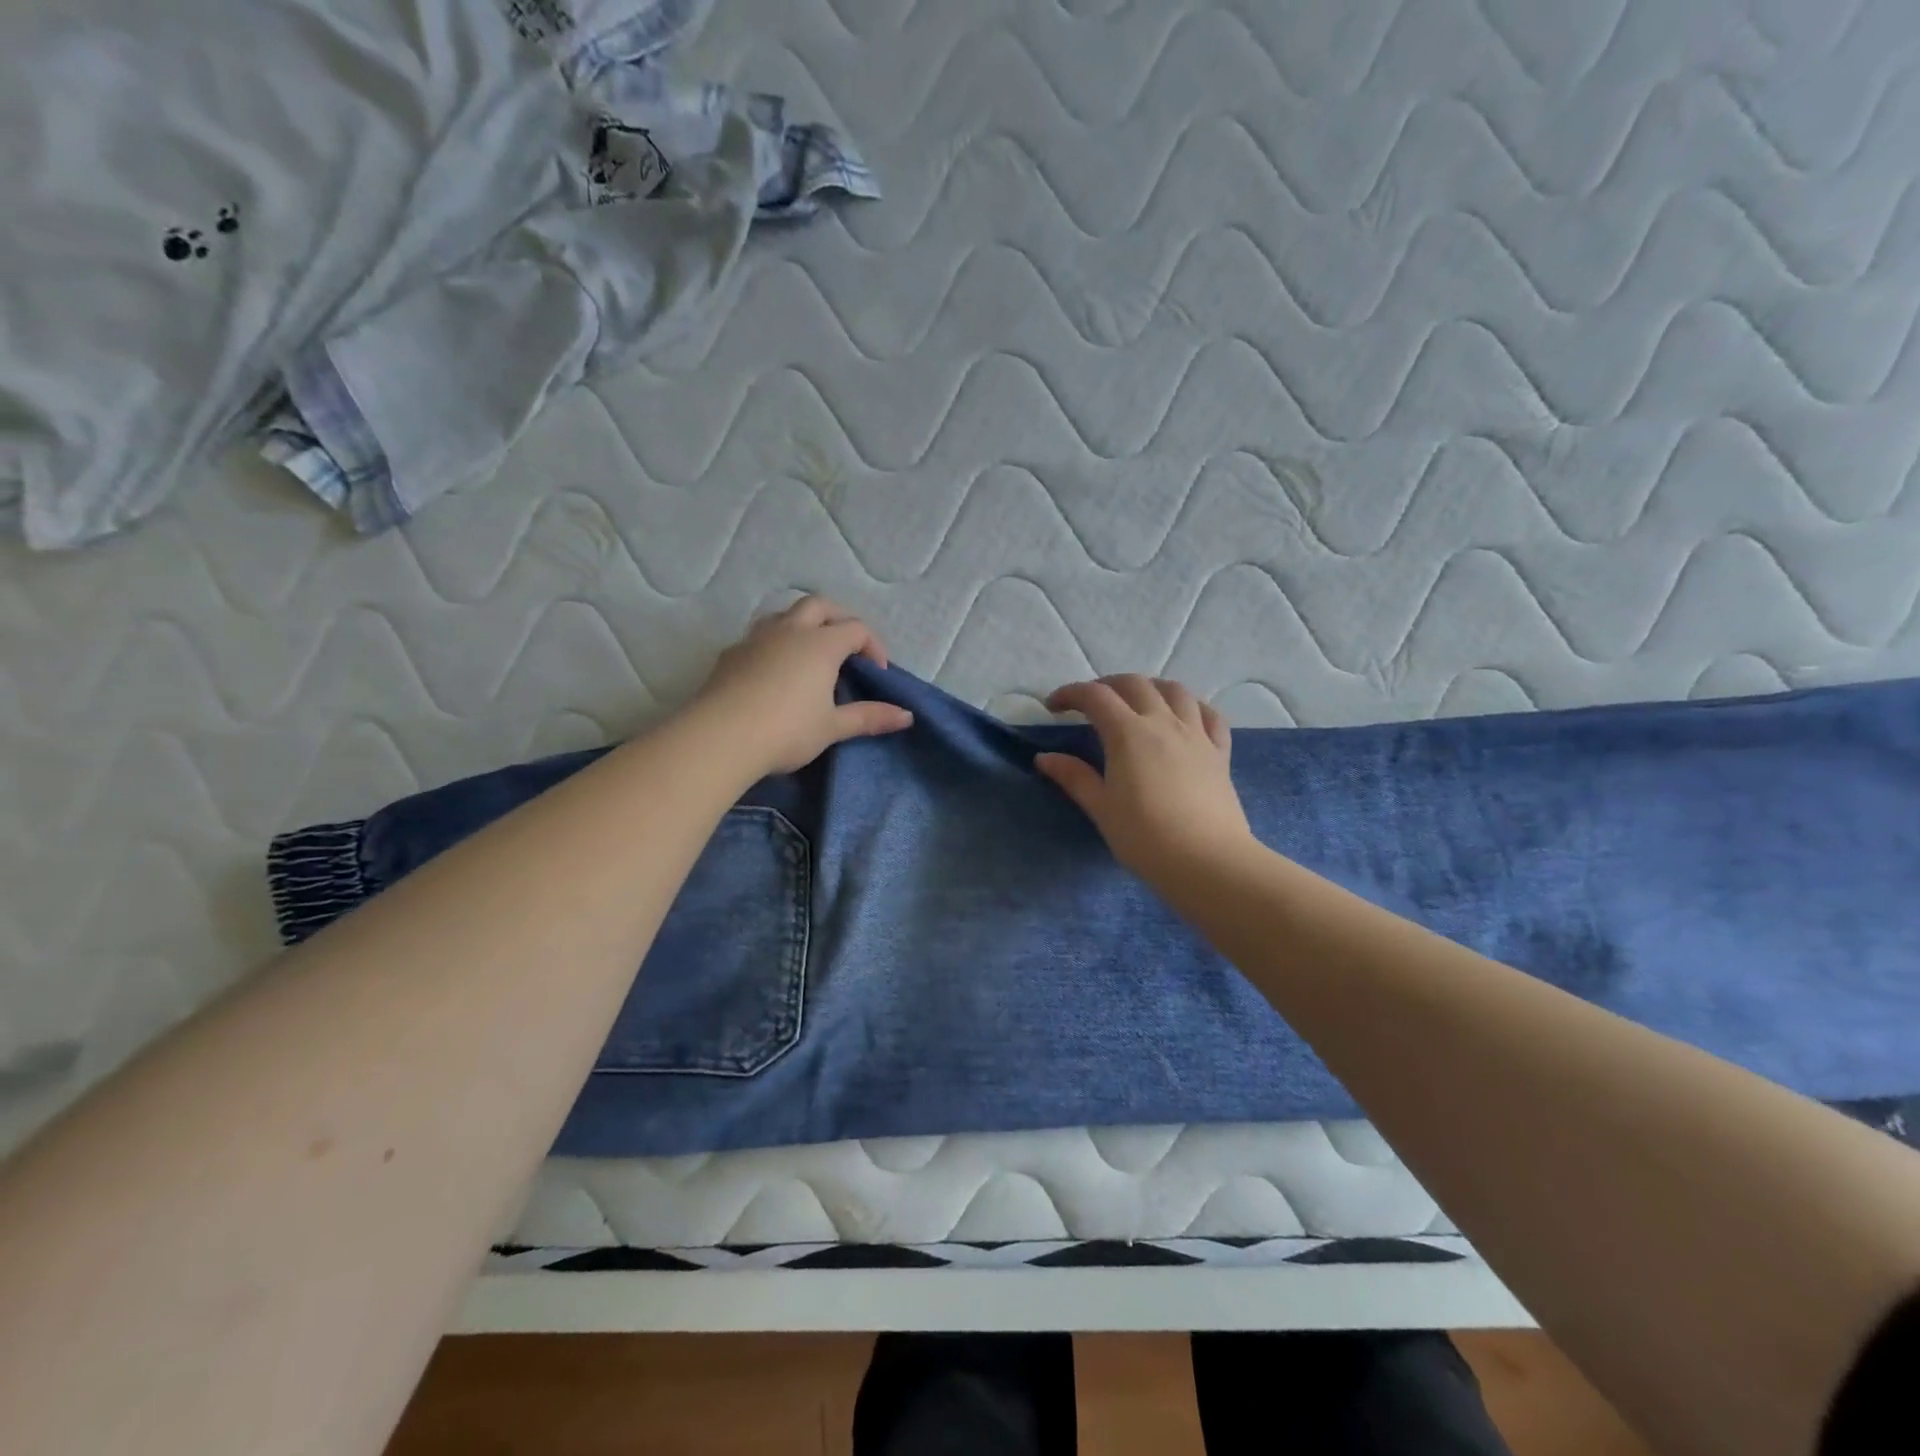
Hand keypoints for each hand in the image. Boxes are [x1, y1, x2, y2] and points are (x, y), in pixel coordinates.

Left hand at [686, 596, 914, 775]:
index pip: (856, 628)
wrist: (721, 737)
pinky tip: (772, 671)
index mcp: (821, 644)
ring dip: (802, 624)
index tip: (877, 673)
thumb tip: (907, 716)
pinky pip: (758, 636)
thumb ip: (869, 717)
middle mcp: (790, 630)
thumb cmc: (787, 730)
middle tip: (847, 647)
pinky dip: (774, 643)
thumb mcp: (833, 727)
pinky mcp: (730, 653)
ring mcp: (756, 638)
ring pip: (784, 614)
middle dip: (839, 618)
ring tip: (809, 652)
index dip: (872, 645)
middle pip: (820, 605)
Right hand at [1035, 675, 1252, 884]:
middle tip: (1089, 703)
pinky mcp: (1220, 752)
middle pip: (1134, 684)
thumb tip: (1044, 758)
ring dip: (1150, 687)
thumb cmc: (1145, 837)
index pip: (1095, 696)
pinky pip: (1210, 716)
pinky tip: (1185, 716)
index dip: (1070, 694)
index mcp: (1129, 733)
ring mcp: (1196, 734)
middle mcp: (1163, 723)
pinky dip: (1193, 706)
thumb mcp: (1101, 808)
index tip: (1052, 707)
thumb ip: (1074, 777)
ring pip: (1175, 691)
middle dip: (1106, 685)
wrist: (1207, 861)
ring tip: (1136, 701)